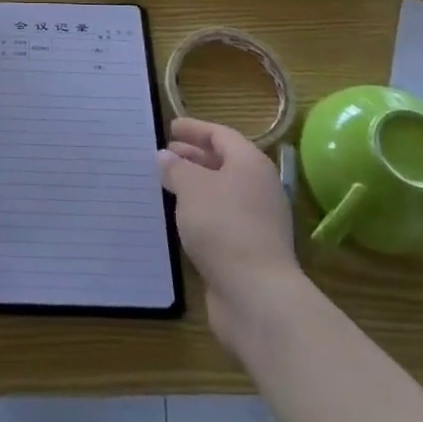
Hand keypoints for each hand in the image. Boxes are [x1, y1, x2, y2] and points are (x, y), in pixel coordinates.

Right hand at [159, 118, 302, 348]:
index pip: (221, 135)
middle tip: (164, 154)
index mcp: (250, 164)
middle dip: (193, 156)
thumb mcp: (192, 187)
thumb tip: (166, 157)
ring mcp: (257, 220)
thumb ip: (176, 168)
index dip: (195, 129)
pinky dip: (199, 211)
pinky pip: (220, 218)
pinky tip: (179, 216)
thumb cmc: (223, 226)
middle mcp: (258, 188)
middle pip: (224, 162)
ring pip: (221, 192)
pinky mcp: (249, 248)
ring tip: (165, 183)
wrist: (256, 294)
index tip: (170, 127)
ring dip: (195, 185)